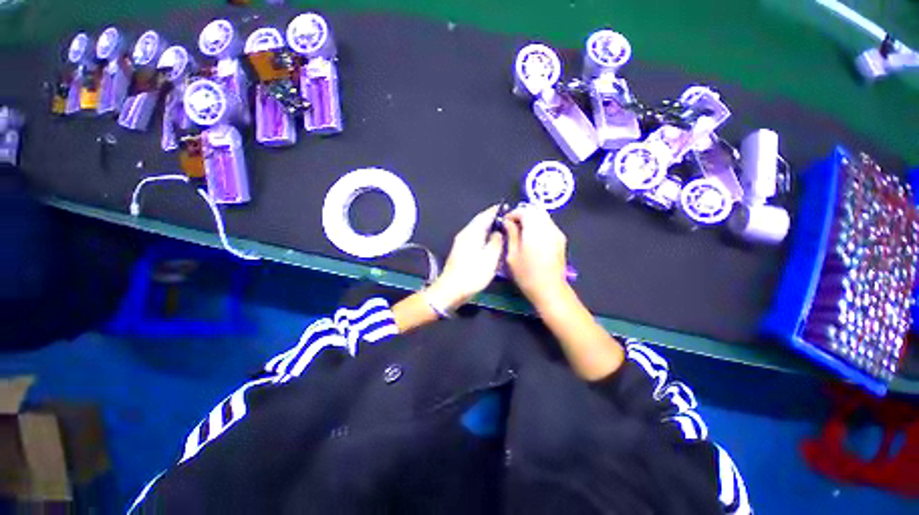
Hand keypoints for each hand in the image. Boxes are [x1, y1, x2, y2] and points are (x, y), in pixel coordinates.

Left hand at [425, 205, 504, 310]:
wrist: (451, 290)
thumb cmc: (472, 274)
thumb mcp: (490, 258)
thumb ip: (496, 242)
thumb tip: (498, 232)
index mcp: (472, 232)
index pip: (485, 215)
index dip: (496, 210)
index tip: (507, 207)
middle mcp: (465, 234)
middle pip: (480, 221)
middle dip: (493, 219)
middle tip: (507, 219)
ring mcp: (461, 243)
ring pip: (477, 230)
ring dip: (489, 228)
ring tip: (502, 230)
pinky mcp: (461, 252)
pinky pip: (475, 238)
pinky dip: (484, 237)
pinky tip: (491, 243)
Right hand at [503, 204, 568, 304]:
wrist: (549, 289)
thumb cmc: (526, 274)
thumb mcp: (512, 255)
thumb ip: (511, 234)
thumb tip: (507, 222)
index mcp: (535, 230)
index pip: (524, 211)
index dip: (512, 214)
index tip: (504, 222)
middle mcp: (548, 227)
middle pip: (535, 210)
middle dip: (522, 214)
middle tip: (512, 225)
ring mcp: (557, 232)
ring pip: (543, 216)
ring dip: (531, 219)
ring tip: (521, 232)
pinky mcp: (561, 239)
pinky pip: (548, 224)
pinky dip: (538, 225)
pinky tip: (531, 238)